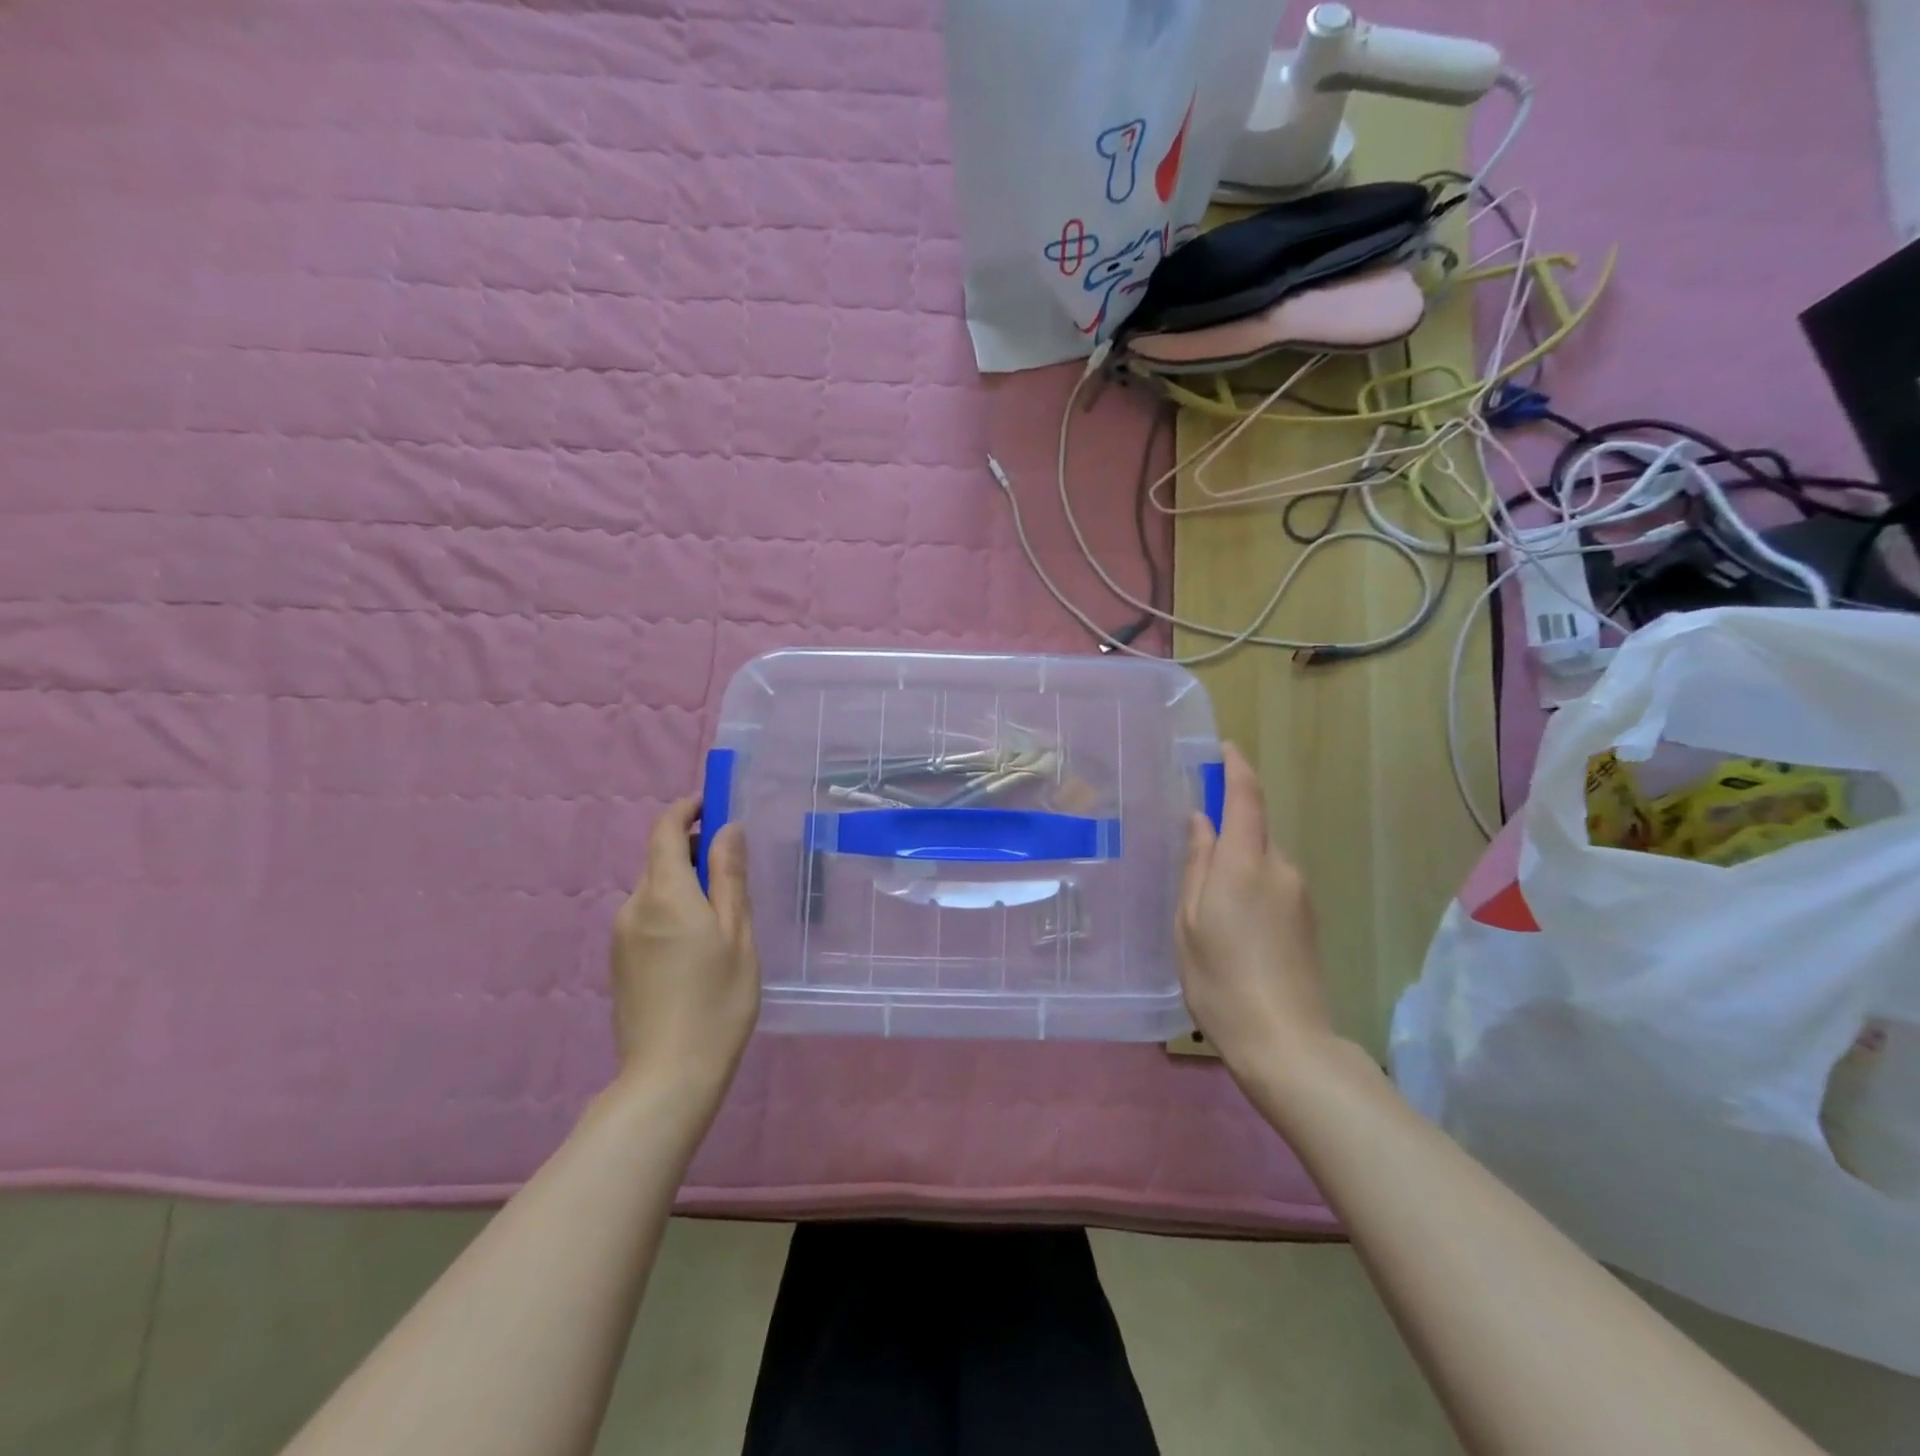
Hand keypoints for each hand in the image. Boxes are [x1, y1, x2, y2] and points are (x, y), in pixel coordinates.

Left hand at [609, 796, 759, 1103]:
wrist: (667, 1077)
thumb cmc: (717, 1001)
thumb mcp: (738, 934)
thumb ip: (729, 876)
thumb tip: (727, 828)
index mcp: (665, 894)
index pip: (665, 830)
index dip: (687, 809)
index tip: (714, 806)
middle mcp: (633, 906)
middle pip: (659, 859)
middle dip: (693, 850)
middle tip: (733, 869)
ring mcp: (621, 935)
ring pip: (654, 889)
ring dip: (684, 883)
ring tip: (722, 916)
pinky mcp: (619, 961)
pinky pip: (647, 916)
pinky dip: (672, 909)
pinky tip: (698, 944)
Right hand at [1177, 744, 1337, 1079]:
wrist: (1285, 1042)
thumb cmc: (1220, 980)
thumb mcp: (1189, 922)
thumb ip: (1196, 865)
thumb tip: (1200, 821)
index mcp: (1245, 863)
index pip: (1246, 797)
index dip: (1236, 767)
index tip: (1224, 747)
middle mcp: (1279, 868)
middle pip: (1253, 827)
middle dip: (1226, 824)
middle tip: (1189, 845)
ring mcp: (1298, 894)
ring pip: (1261, 857)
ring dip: (1235, 860)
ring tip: (1204, 899)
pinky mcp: (1306, 918)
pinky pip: (1272, 881)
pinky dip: (1248, 882)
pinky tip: (1229, 920)